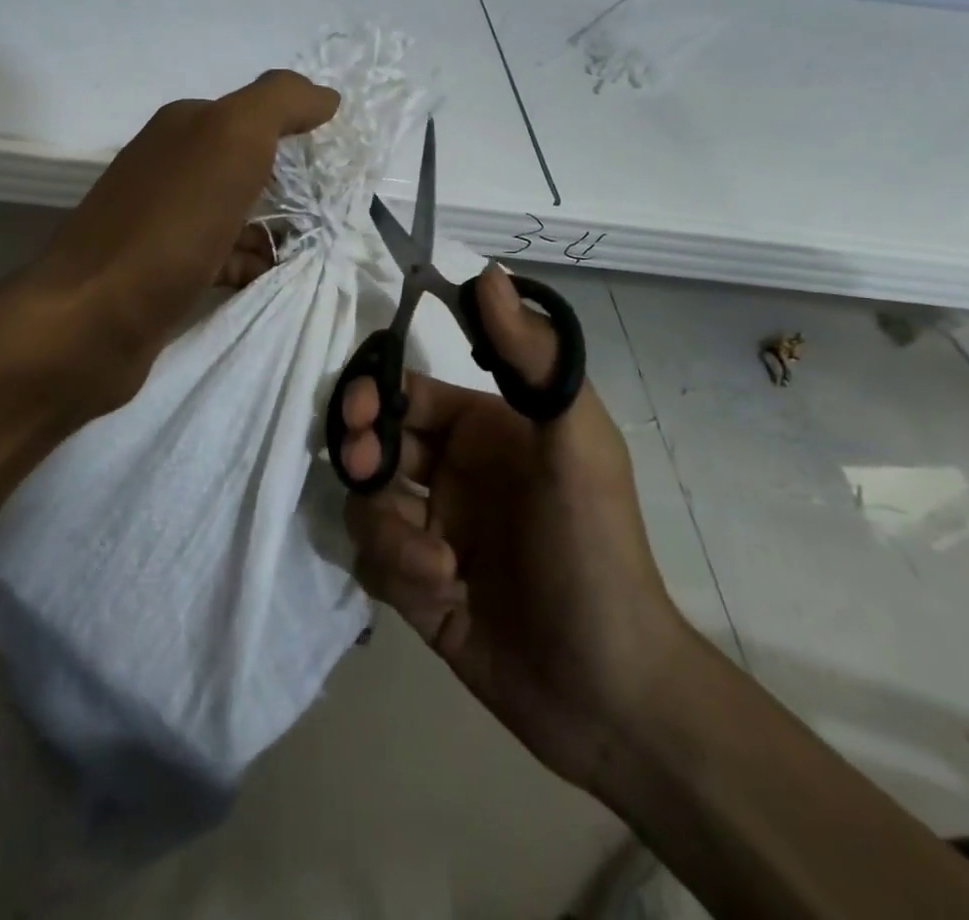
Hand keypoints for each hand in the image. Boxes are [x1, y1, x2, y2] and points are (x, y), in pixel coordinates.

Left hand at [28, 69, 339, 414]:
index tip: (342, 164)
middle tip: (338, 213)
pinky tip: (274, 279)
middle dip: (294, 187)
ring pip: (237, 215)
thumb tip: (324, 95)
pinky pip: (223, 258)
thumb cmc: (169, 224)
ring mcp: (163, 221)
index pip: (257, 115)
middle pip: (249, 167)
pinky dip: (251, 265)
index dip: (302, 133)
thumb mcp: (231, 139)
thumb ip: (279, 104)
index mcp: (184, 127)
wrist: (92, 319)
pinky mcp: (163, 271)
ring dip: (277, 230)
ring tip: (317, 251)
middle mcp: (170, 166)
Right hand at [338, 265, 690, 792]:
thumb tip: (487, 273)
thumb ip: (534, 359)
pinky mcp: (415, 585)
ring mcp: (430, 529)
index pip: (407, 390)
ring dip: (389, 531)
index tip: (358, 408)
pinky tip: (445, 597)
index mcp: (483, 429)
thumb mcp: (576, 447)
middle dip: (362, 453)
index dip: (372, 390)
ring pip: (366, 504)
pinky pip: (374, 561)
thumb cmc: (595, 552)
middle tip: (369, 472)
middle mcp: (451, 473)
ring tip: (436, 566)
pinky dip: (398, 575)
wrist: (610, 694)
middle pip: (374, 442)